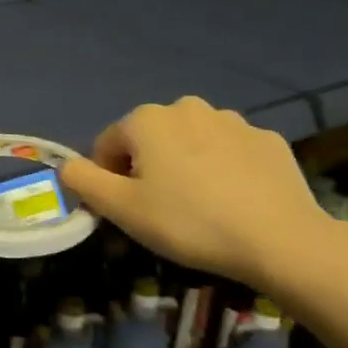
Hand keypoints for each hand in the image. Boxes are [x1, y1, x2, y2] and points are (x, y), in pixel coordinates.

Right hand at [58, 98, 332, 288]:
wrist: (281, 240)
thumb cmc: (189, 222)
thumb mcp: (122, 209)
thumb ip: (83, 181)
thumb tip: (66, 166)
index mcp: (146, 120)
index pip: (108, 145)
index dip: (109, 178)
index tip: (126, 210)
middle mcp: (186, 107)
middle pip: (150, 139)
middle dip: (148, 168)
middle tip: (162, 210)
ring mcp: (233, 120)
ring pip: (191, 142)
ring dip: (186, 165)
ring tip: (201, 206)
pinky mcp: (268, 140)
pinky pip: (230, 152)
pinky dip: (224, 169)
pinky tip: (234, 201)